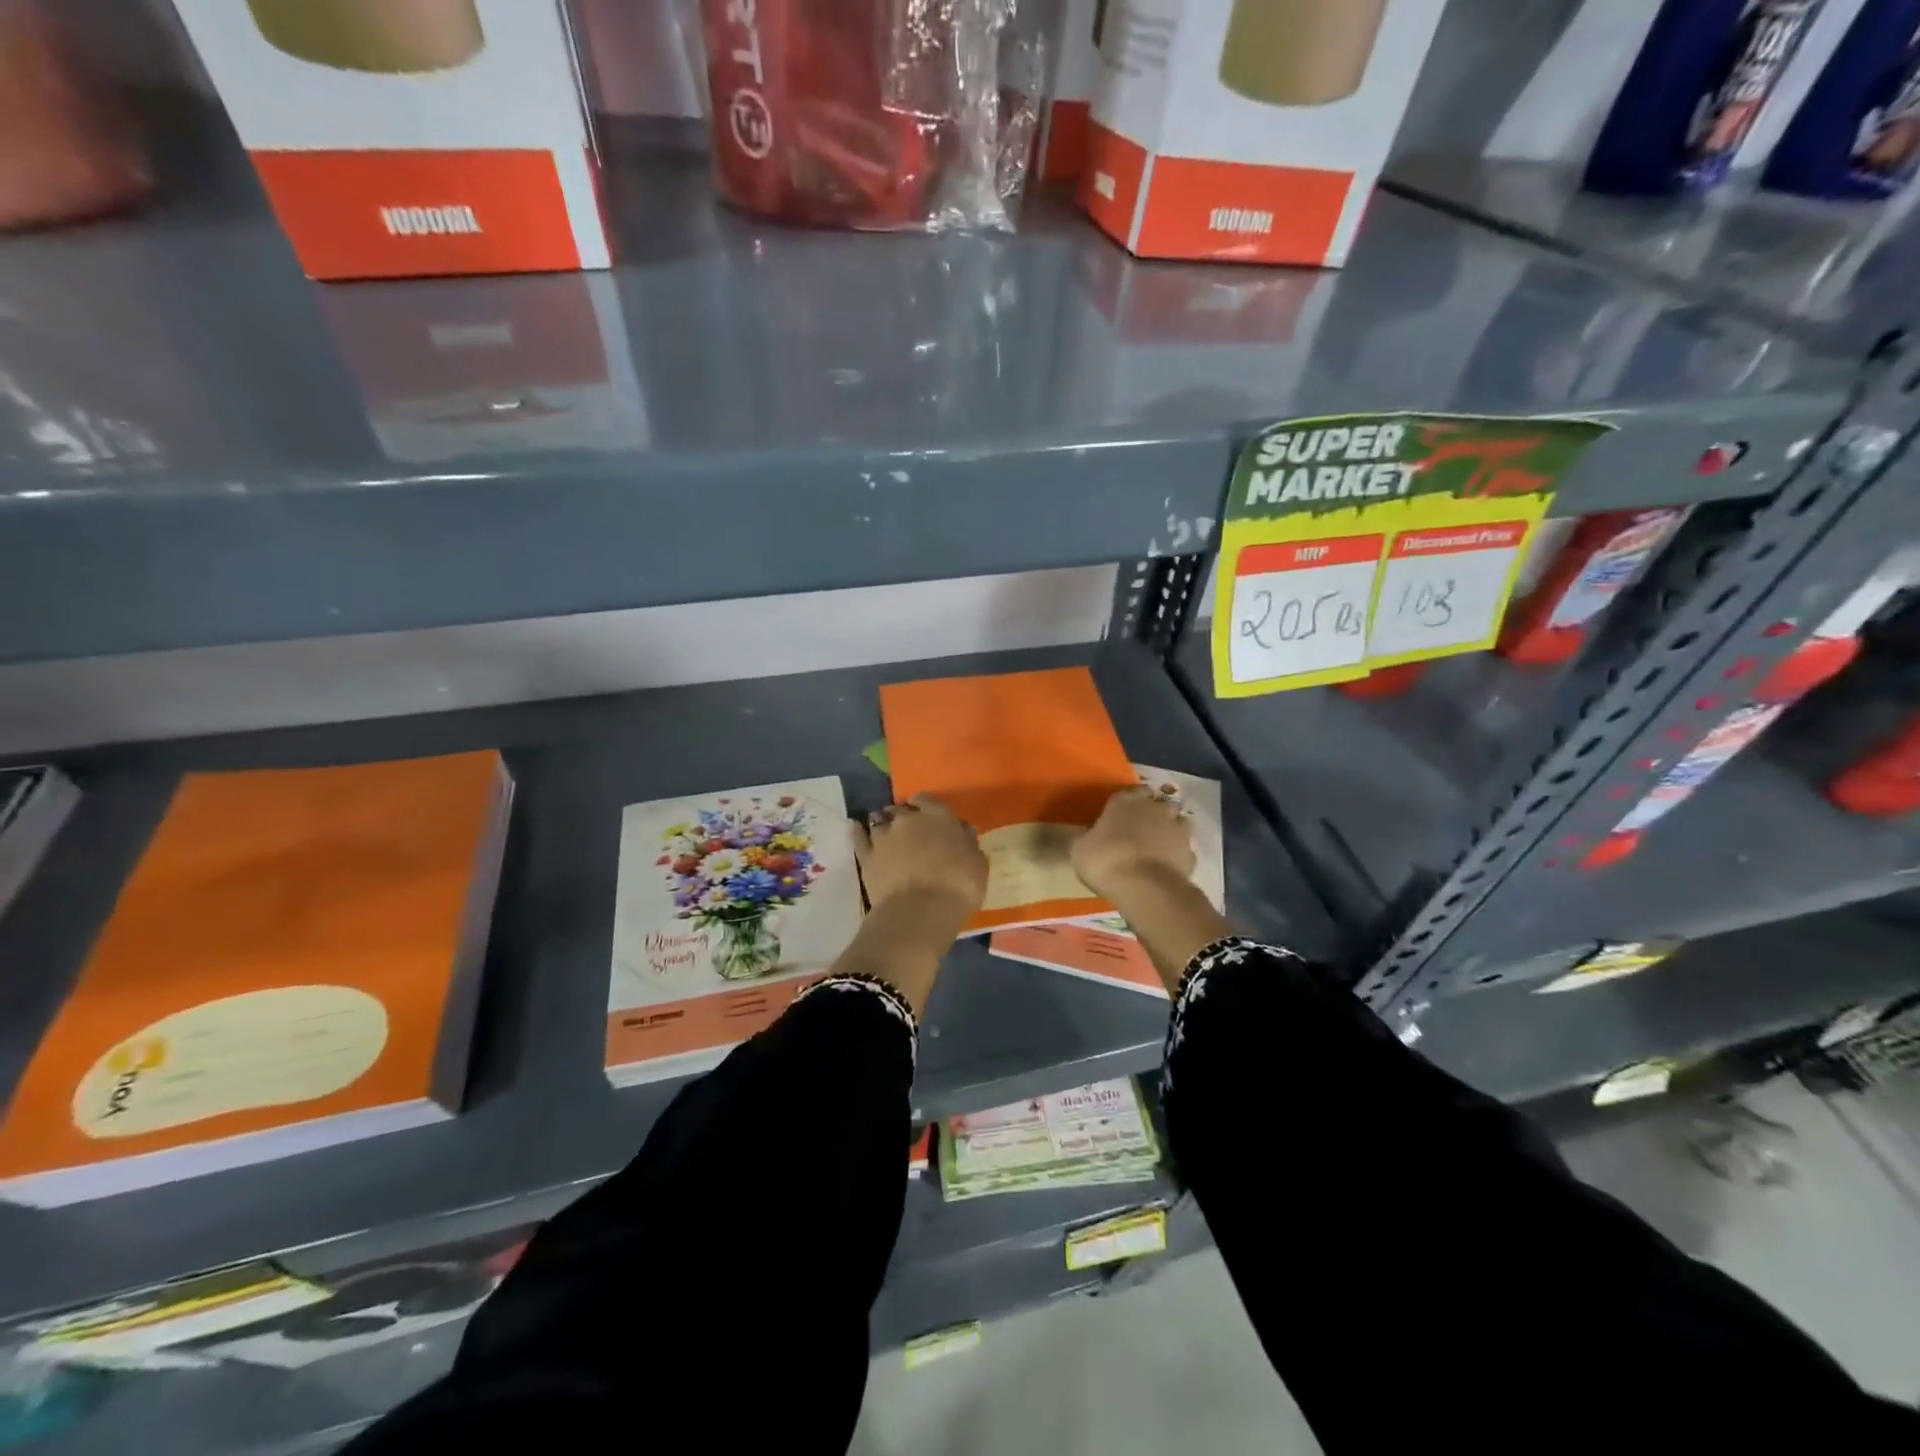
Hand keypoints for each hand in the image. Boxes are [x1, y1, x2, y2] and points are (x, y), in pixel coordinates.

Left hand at [851, 795, 987, 927]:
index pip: (927, 799)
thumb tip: (963, 830)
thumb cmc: (958, 885)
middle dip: (904, 817)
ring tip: (886, 832)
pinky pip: (859, 838)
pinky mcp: (867, 857)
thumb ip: (968, 843)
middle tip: (909, 831)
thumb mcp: (977, 863)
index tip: (927, 814)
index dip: (926, 805)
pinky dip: (857, 831)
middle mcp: (907, 820)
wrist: (920, 910)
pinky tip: (855, 826)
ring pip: (880, 822)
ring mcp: (884, 837)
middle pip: (902, 810)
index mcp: (938, 817)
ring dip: (883, 824)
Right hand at [1072, 787, 1194, 901]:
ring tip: (1154, 849)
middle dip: (1148, 814)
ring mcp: (1177, 828)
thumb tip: (1088, 834)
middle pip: (1154, 804)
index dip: (1124, 804)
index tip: (1117, 817)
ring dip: (1166, 831)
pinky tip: (1165, 867)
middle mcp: (1154, 807)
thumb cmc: (1105, 861)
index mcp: (1124, 801)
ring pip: (1174, 822)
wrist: (1145, 887)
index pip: (1128, 792)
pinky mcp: (1191, 852)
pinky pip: (1182, 848)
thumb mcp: (1079, 849)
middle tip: (1136, 833)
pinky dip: (1175, 854)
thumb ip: (1087, 836)